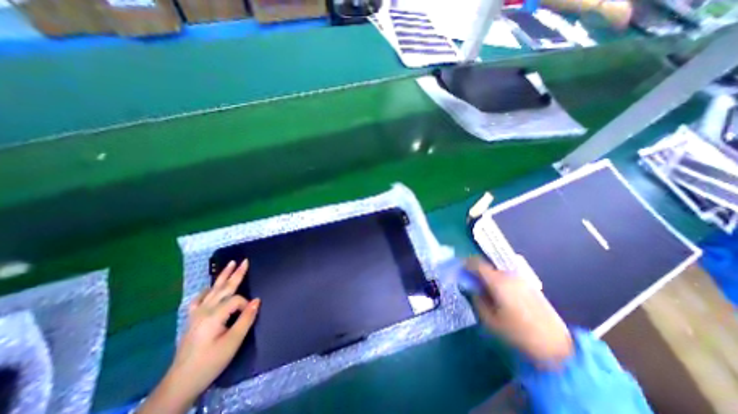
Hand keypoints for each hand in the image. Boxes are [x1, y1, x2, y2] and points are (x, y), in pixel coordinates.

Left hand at [136, 260, 259, 412]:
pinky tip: (209, 288)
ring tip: (230, 264)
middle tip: (244, 261)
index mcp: (214, 315)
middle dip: (236, 273)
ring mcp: (196, 314)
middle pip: (224, 288)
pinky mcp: (192, 319)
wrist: (181, 382)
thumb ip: (246, 319)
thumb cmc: (210, 362)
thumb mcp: (233, 342)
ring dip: (222, 276)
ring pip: (212, 290)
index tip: (250, 315)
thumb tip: (257, 300)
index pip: (236, 300)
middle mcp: (204, 310)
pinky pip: (199, 300)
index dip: (246, 305)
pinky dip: (206, 291)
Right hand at [462, 257, 572, 366]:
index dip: (465, 263)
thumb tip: (471, 288)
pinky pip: (506, 277)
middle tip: (468, 280)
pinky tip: (497, 293)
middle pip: (487, 265)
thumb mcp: (489, 319)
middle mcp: (509, 275)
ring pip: (497, 271)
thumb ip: (476, 299)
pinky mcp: (528, 286)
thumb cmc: (517, 333)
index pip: (477, 263)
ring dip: (486, 275)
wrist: (555, 347)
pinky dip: (497, 280)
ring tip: (482, 288)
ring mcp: (521, 279)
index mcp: (498, 281)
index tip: (458, 268)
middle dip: (475, 270)